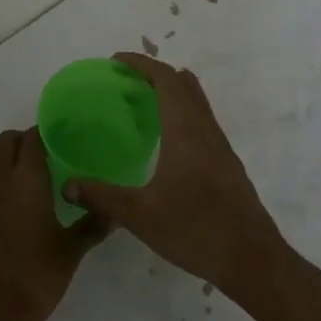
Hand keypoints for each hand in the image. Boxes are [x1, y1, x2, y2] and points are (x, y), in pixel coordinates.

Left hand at [0, 127, 104, 320]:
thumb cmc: (38, 276)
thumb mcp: (72, 250)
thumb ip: (93, 224)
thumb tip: (115, 212)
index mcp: (27, 180)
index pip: (31, 139)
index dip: (42, 134)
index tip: (56, 139)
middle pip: (4, 142)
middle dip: (20, 140)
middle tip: (38, 152)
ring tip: (11, 163)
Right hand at [62, 54, 287, 296]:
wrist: (253, 260)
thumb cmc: (196, 230)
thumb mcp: (140, 216)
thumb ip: (102, 197)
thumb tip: (67, 185)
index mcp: (185, 131)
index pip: (165, 79)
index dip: (141, 64)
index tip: (115, 60)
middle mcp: (205, 129)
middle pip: (183, 84)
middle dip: (154, 73)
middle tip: (124, 79)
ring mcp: (220, 146)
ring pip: (196, 101)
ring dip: (170, 91)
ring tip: (141, 102)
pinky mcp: (227, 163)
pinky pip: (201, 120)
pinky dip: (180, 111)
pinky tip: (165, 139)